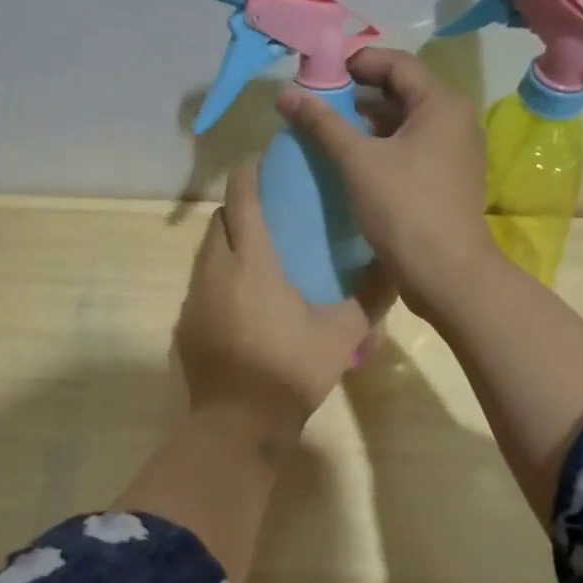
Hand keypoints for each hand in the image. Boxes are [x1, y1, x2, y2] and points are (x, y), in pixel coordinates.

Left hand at [175, 156, 383, 441]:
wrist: (238, 423)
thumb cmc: (291, 370)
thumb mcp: (341, 334)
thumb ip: (369, 297)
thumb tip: (396, 267)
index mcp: (251, 262)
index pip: (242, 199)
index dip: (248, 173)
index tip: (260, 159)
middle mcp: (214, 269)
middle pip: (219, 221)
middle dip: (238, 206)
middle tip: (267, 210)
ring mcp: (194, 297)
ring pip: (206, 252)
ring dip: (227, 242)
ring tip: (256, 253)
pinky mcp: (185, 323)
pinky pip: (200, 284)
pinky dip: (218, 276)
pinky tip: (241, 299)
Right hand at [276, 47, 495, 320]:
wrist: (446, 274)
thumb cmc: (404, 208)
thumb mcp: (357, 161)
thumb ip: (322, 122)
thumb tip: (285, 93)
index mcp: (441, 104)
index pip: (397, 64)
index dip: (357, 62)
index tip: (319, 72)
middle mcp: (455, 121)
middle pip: (402, 92)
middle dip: (358, 94)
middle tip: (318, 101)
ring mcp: (454, 152)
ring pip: (405, 123)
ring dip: (367, 123)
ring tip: (327, 131)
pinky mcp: (446, 179)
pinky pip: (410, 149)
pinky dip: (381, 147)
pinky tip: (351, 161)